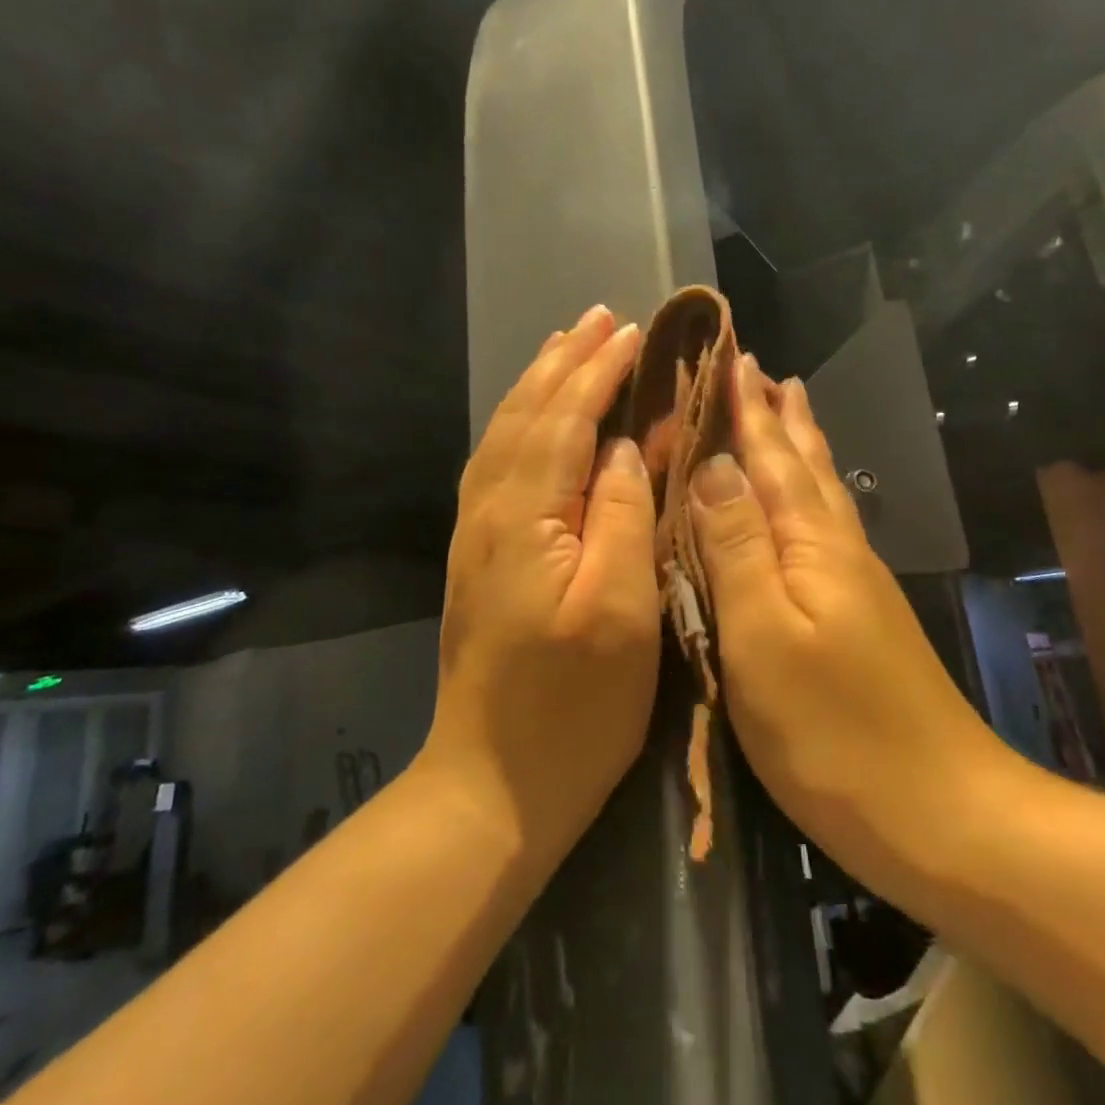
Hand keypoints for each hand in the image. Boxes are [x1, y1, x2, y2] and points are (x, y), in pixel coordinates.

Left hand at [423, 305, 661, 867]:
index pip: (564, 421)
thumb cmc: (573, 706)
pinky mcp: (476, 558)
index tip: (630, 330)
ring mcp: (475, 536)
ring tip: (566, 349)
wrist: (492, 786)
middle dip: (563, 363)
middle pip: (525, 416)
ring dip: (537, 385)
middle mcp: (488, 512)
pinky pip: (496, 465)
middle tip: (598, 318)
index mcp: (525, 518)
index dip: (597, 372)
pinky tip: (533, 421)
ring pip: (504, 436)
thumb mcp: (621, 611)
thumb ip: (623, 516)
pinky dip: (519, 425)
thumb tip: (624, 447)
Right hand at [689, 357, 1024, 915]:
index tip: (732, 356)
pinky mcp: (862, 617)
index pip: (770, 458)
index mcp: (811, 545)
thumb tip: (715, 465)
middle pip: (804, 466)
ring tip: (792, 409)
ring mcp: (856, 585)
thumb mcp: (765, 639)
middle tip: (763, 370)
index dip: (748, 409)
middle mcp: (838, 550)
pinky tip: (811, 503)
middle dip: (779, 416)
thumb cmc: (834, 732)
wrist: (944, 815)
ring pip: (823, 493)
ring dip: (801, 447)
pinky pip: (828, 526)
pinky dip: (812, 494)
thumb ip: (738, 548)